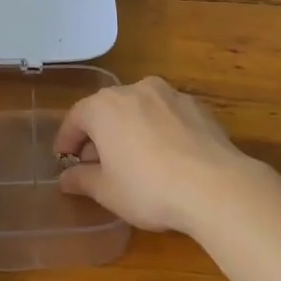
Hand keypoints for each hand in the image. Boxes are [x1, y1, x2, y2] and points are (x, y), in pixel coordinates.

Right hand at [53, 77, 270, 234]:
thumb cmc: (148, 188)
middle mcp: (135, 89)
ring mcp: (170, 94)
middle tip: (97, 164)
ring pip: (139, 109)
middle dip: (99, 134)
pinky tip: (166, 156)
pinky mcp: (198, 106)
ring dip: (130, 129)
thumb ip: (82, 180)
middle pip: (107, 110)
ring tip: (133, 158)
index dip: (66, 141)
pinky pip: (167, 116)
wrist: (215, 186)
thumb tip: (66, 178)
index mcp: (104, 106)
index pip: (75, 118)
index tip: (64, 160)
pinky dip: (159, 130)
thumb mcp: (106, 191)